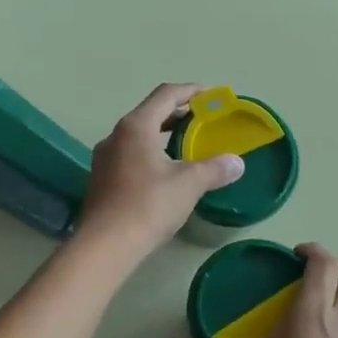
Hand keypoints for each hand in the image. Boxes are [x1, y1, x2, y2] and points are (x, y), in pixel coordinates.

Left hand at [76, 84, 243, 260]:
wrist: (105, 245)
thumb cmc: (148, 205)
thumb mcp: (189, 184)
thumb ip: (214, 169)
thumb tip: (237, 163)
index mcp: (136, 126)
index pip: (165, 95)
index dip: (189, 91)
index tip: (209, 96)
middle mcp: (115, 136)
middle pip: (149, 113)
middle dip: (176, 114)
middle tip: (200, 121)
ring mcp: (103, 159)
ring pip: (137, 137)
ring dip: (160, 135)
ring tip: (184, 146)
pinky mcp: (100, 181)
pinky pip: (128, 156)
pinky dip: (149, 155)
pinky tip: (163, 173)